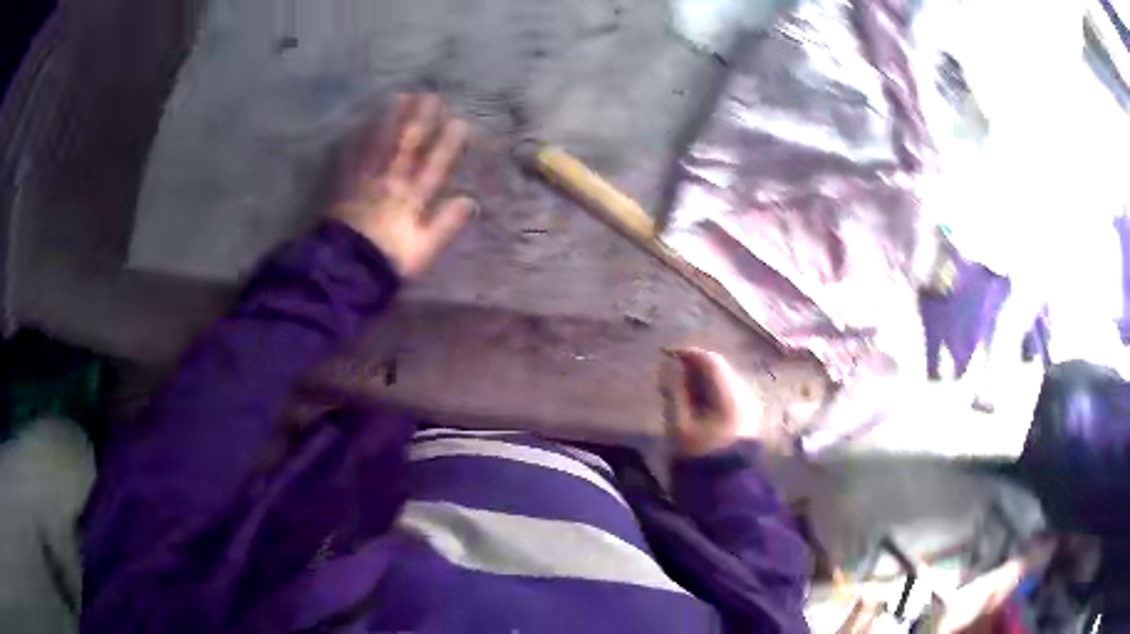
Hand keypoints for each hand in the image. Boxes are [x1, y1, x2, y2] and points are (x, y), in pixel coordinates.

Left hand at [332, 94, 474, 278]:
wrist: (347, 270)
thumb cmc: (389, 261)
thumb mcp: (425, 250)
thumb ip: (447, 224)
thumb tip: (471, 200)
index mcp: (414, 197)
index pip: (435, 164)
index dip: (448, 142)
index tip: (460, 121)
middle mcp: (392, 181)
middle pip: (408, 145)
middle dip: (420, 119)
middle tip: (430, 95)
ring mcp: (367, 180)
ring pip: (381, 143)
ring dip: (391, 119)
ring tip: (400, 96)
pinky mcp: (346, 184)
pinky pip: (354, 154)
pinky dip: (359, 136)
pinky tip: (361, 121)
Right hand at [661, 347, 761, 456]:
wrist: (727, 488)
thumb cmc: (700, 456)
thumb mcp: (680, 425)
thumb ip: (674, 392)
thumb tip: (669, 366)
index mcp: (730, 394)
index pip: (710, 360)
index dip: (687, 353)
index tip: (665, 355)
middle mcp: (745, 394)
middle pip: (720, 368)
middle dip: (694, 366)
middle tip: (670, 371)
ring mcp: (749, 406)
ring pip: (724, 380)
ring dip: (702, 378)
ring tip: (679, 386)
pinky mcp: (748, 417)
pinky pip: (728, 393)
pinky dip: (711, 391)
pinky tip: (696, 401)